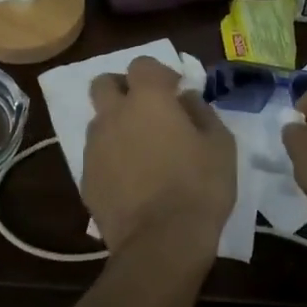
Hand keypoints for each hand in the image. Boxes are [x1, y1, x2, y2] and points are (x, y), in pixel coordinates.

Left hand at [83, 57, 236, 270]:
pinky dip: (110, 159)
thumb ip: (201, 111)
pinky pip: (96, 156)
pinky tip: (130, 181)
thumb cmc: (199, 187)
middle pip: (103, 83)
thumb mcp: (220, 144)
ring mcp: (95, 146)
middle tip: (146, 110)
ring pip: (98, 120)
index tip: (175, 91)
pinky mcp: (86, 178)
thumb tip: (185, 98)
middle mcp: (114, 114)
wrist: (161, 243)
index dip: (158, 73)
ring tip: (139, 150)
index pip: (142, 63)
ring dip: (115, 125)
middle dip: (122, 89)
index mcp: (147, 99)